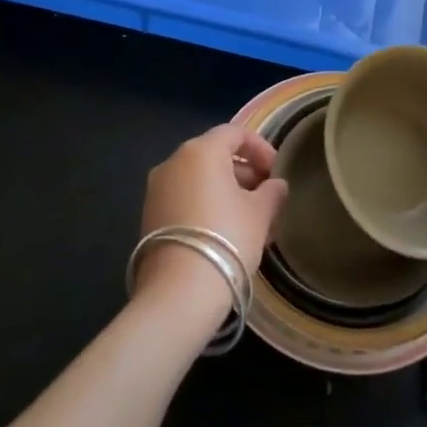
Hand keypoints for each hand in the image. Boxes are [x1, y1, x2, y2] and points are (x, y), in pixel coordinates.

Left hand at [135, 125, 289, 310]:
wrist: (179, 292)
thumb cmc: (227, 239)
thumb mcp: (260, 214)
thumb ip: (272, 192)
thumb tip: (276, 185)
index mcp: (201, 151)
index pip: (234, 133)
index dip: (260, 148)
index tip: (277, 170)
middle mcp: (173, 162)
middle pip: (214, 155)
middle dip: (243, 172)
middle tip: (266, 196)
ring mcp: (156, 189)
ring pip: (198, 179)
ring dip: (225, 191)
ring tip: (250, 219)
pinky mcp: (149, 216)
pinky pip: (184, 199)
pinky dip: (205, 205)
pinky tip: (225, 233)